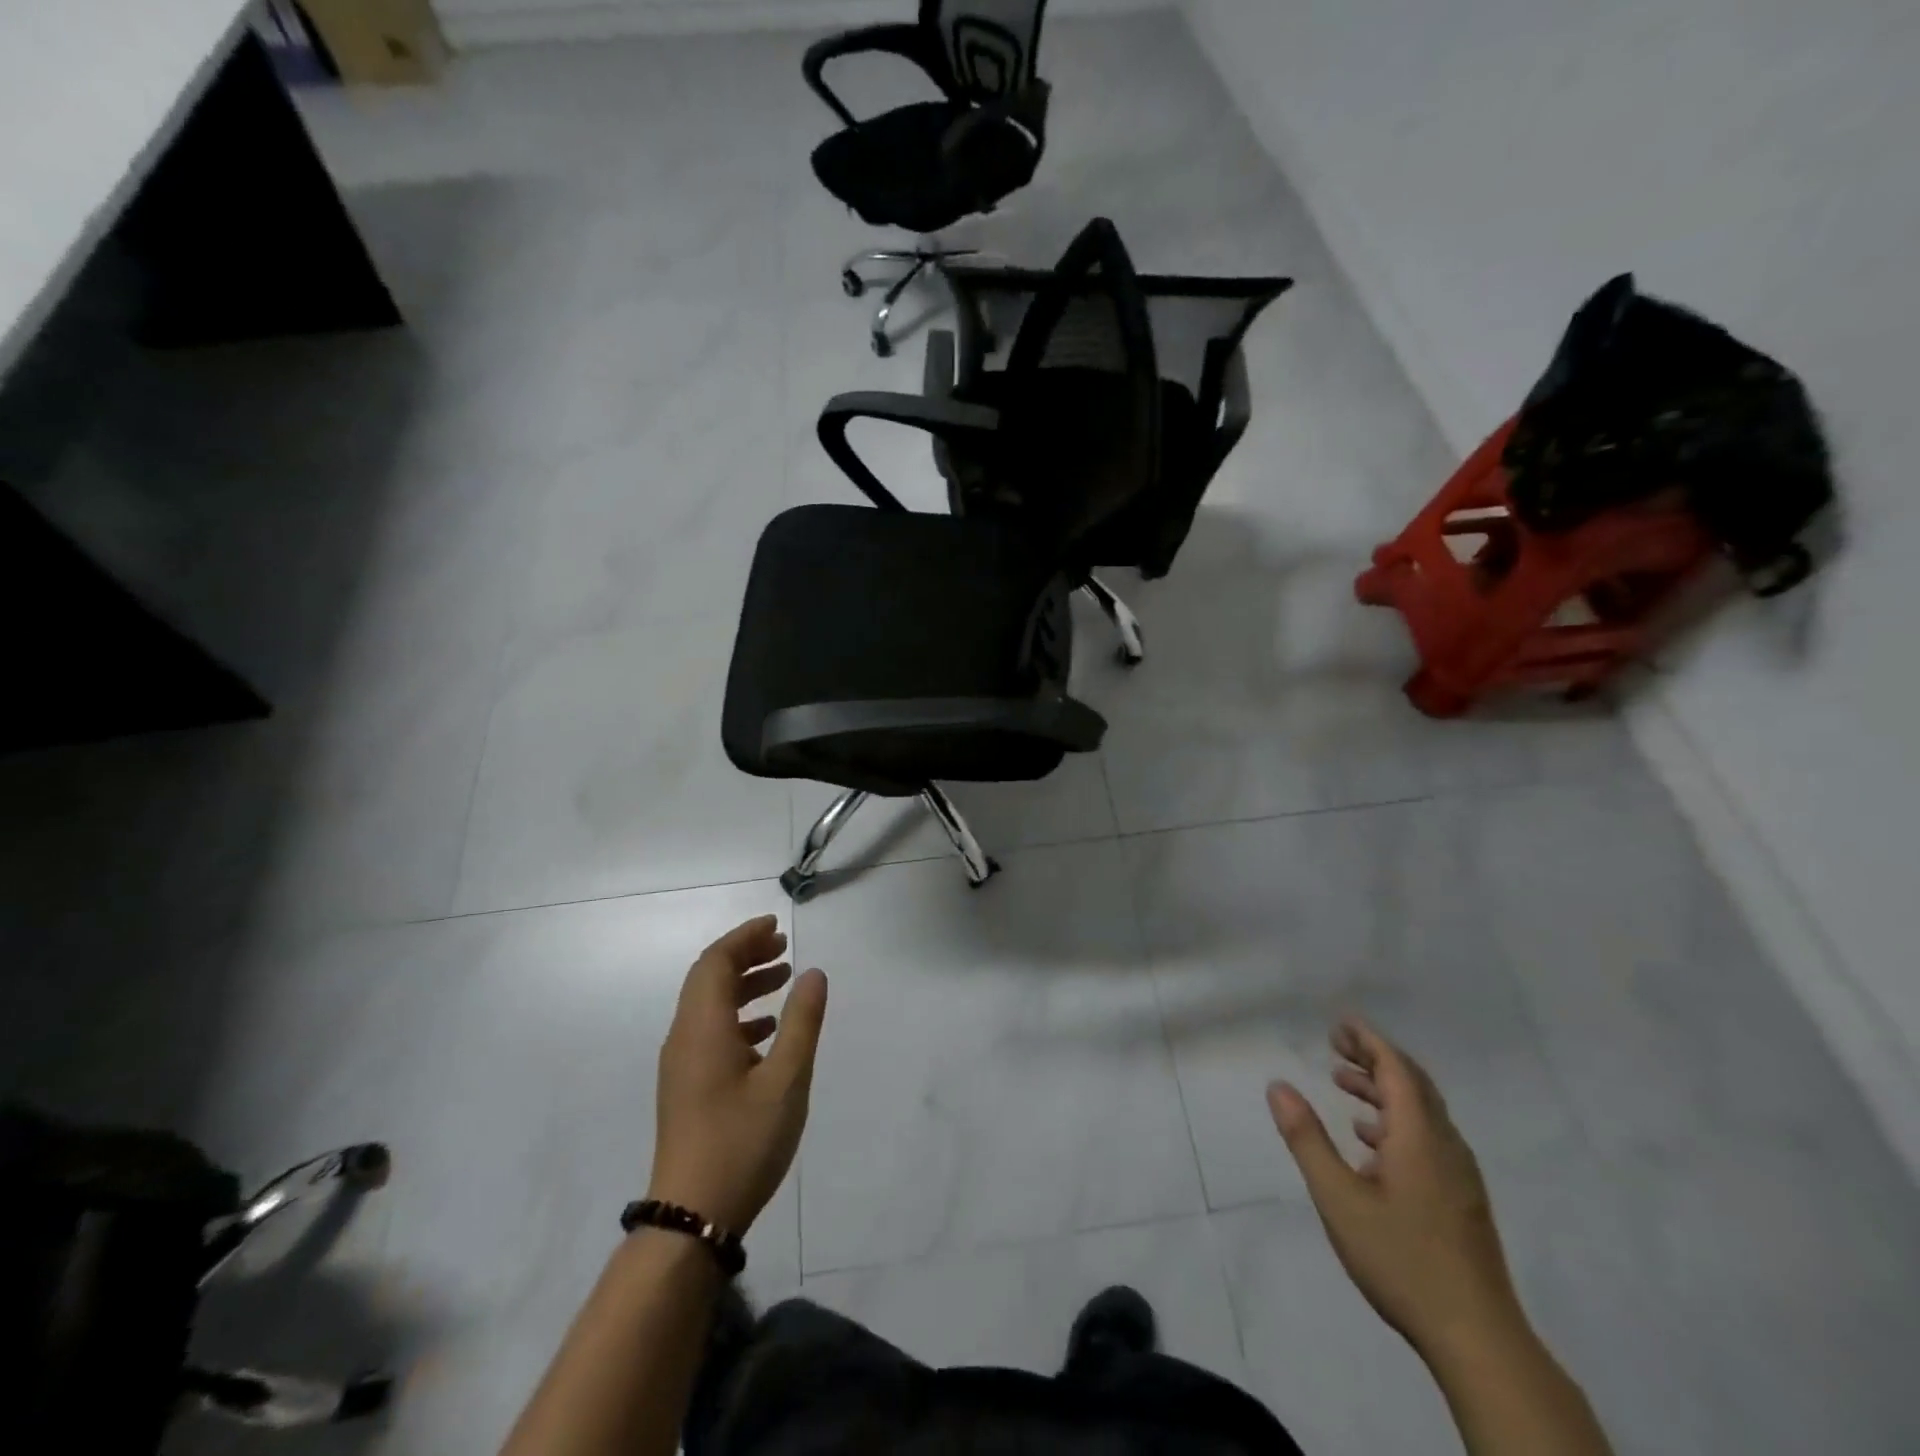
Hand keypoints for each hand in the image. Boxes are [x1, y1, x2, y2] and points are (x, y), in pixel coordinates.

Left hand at [648, 916, 827, 1233]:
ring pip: (709, 1006)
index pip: (716, 961)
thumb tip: (813, 973)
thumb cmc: (742, 1141)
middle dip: (745, 956)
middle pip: (708, 978)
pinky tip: (768, 1032)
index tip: (776, 926)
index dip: (744, 937)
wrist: (691, 1218)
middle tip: (783, 947)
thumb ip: (801, 1022)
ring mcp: (682, 1065)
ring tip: (782, 979)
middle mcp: (684, 1038)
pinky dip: (739, 1017)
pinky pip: (710, 1031)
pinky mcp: (686, 1087)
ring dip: (743, 985)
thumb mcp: (786, 1079)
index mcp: (703, 1028)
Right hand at [1267, 1018, 1522, 1358]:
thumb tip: (1278, 1086)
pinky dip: (1396, 1121)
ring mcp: (1459, 1175)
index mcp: (1420, 1137)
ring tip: (1343, 1084)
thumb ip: (1307, 1138)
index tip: (1339, 1023)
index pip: (1396, 1070)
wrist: (1479, 1339)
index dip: (1368, 1041)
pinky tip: (1370, 1141)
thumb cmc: (1402, 1260)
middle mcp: (1445, 1146)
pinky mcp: (1461, 1200)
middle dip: (1374, 1059)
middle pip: (1413, 1085)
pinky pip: (1428, 1138)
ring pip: (1422, 1113)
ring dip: (1383, 1090)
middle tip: (1335, 1045)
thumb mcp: (1339, 1198)